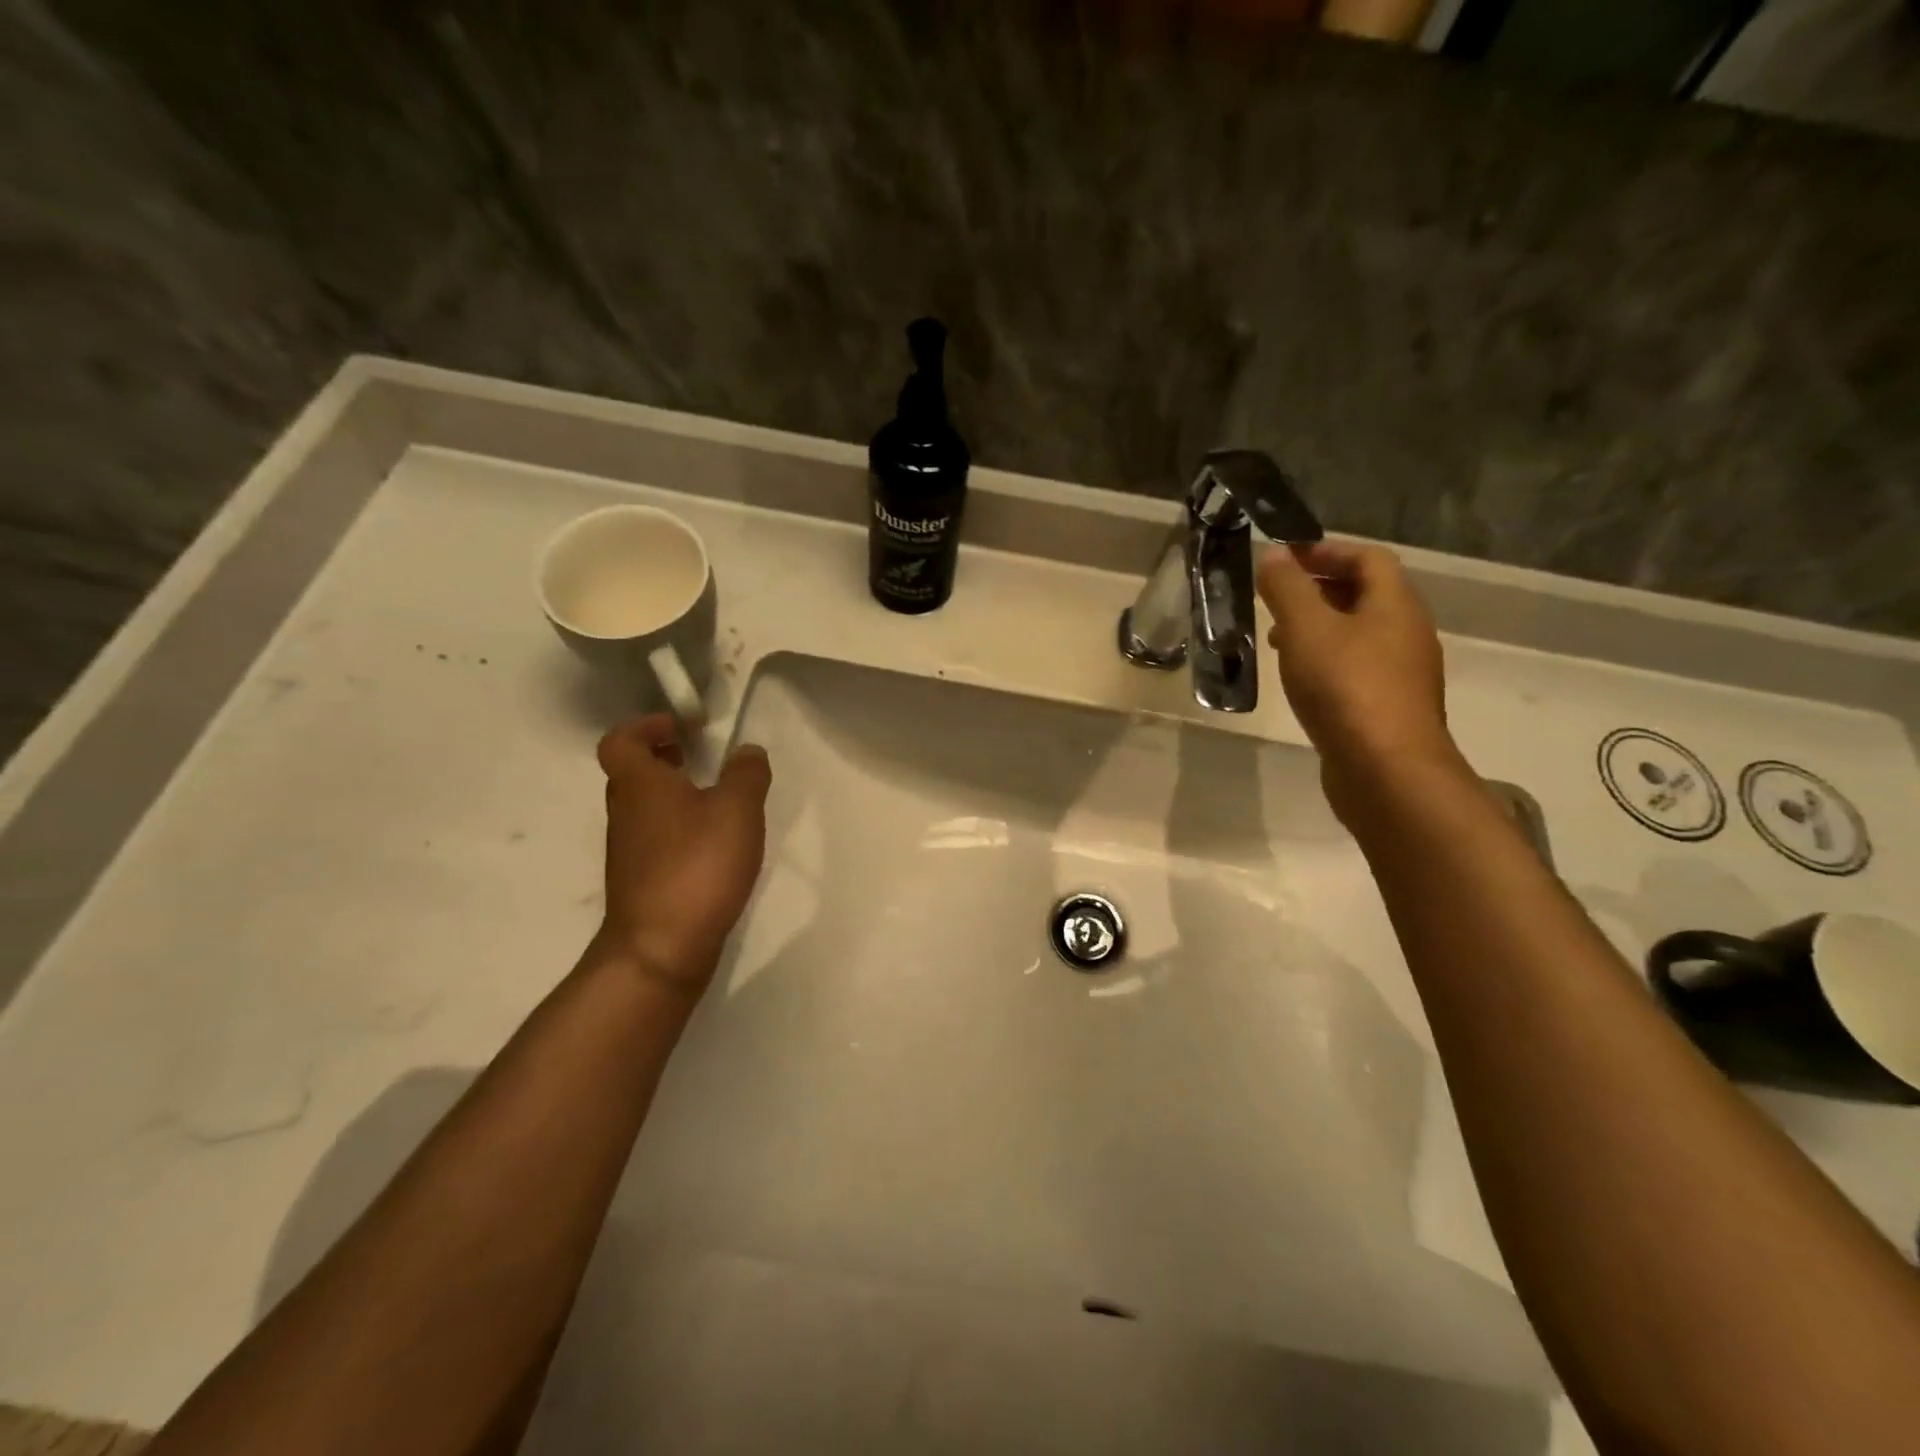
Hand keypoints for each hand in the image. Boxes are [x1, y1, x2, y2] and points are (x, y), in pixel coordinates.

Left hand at [592, 715, 771, 998]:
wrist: (661, 946)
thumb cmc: (697, 865)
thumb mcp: (737, 810)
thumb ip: (747, 774)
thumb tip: (747, 751)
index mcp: (639, 784)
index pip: (620, 740)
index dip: (647, 726)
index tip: (684, 727)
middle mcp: (625, 812)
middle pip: (632, 772)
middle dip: (664, 758)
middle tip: (701, 757)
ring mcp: (629, 849)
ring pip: (645, 806)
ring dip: (673, 794)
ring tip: (717, 799)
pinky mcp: (641, 879)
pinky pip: (656, 837)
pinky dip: (678, 827)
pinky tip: (713, 844)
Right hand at [1257, 539, 1466, 820]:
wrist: (1386, 771)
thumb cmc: (1346, 688)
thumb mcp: (1306, 629)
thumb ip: (1288, 588)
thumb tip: (1275, 555)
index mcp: (1394, 604)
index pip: (1367, 557)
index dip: (1326, 551)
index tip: (1283, 559)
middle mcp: (1406, 632)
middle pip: (1365, 594)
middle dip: (1318, 589)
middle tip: (1274, 599)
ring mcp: (1401, 673)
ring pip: (1358, 634)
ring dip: (1319, 628)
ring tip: (1277, 640)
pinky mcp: (1388, 707)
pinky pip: (1356, 668)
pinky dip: (1326, 661)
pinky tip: (1299, 681)